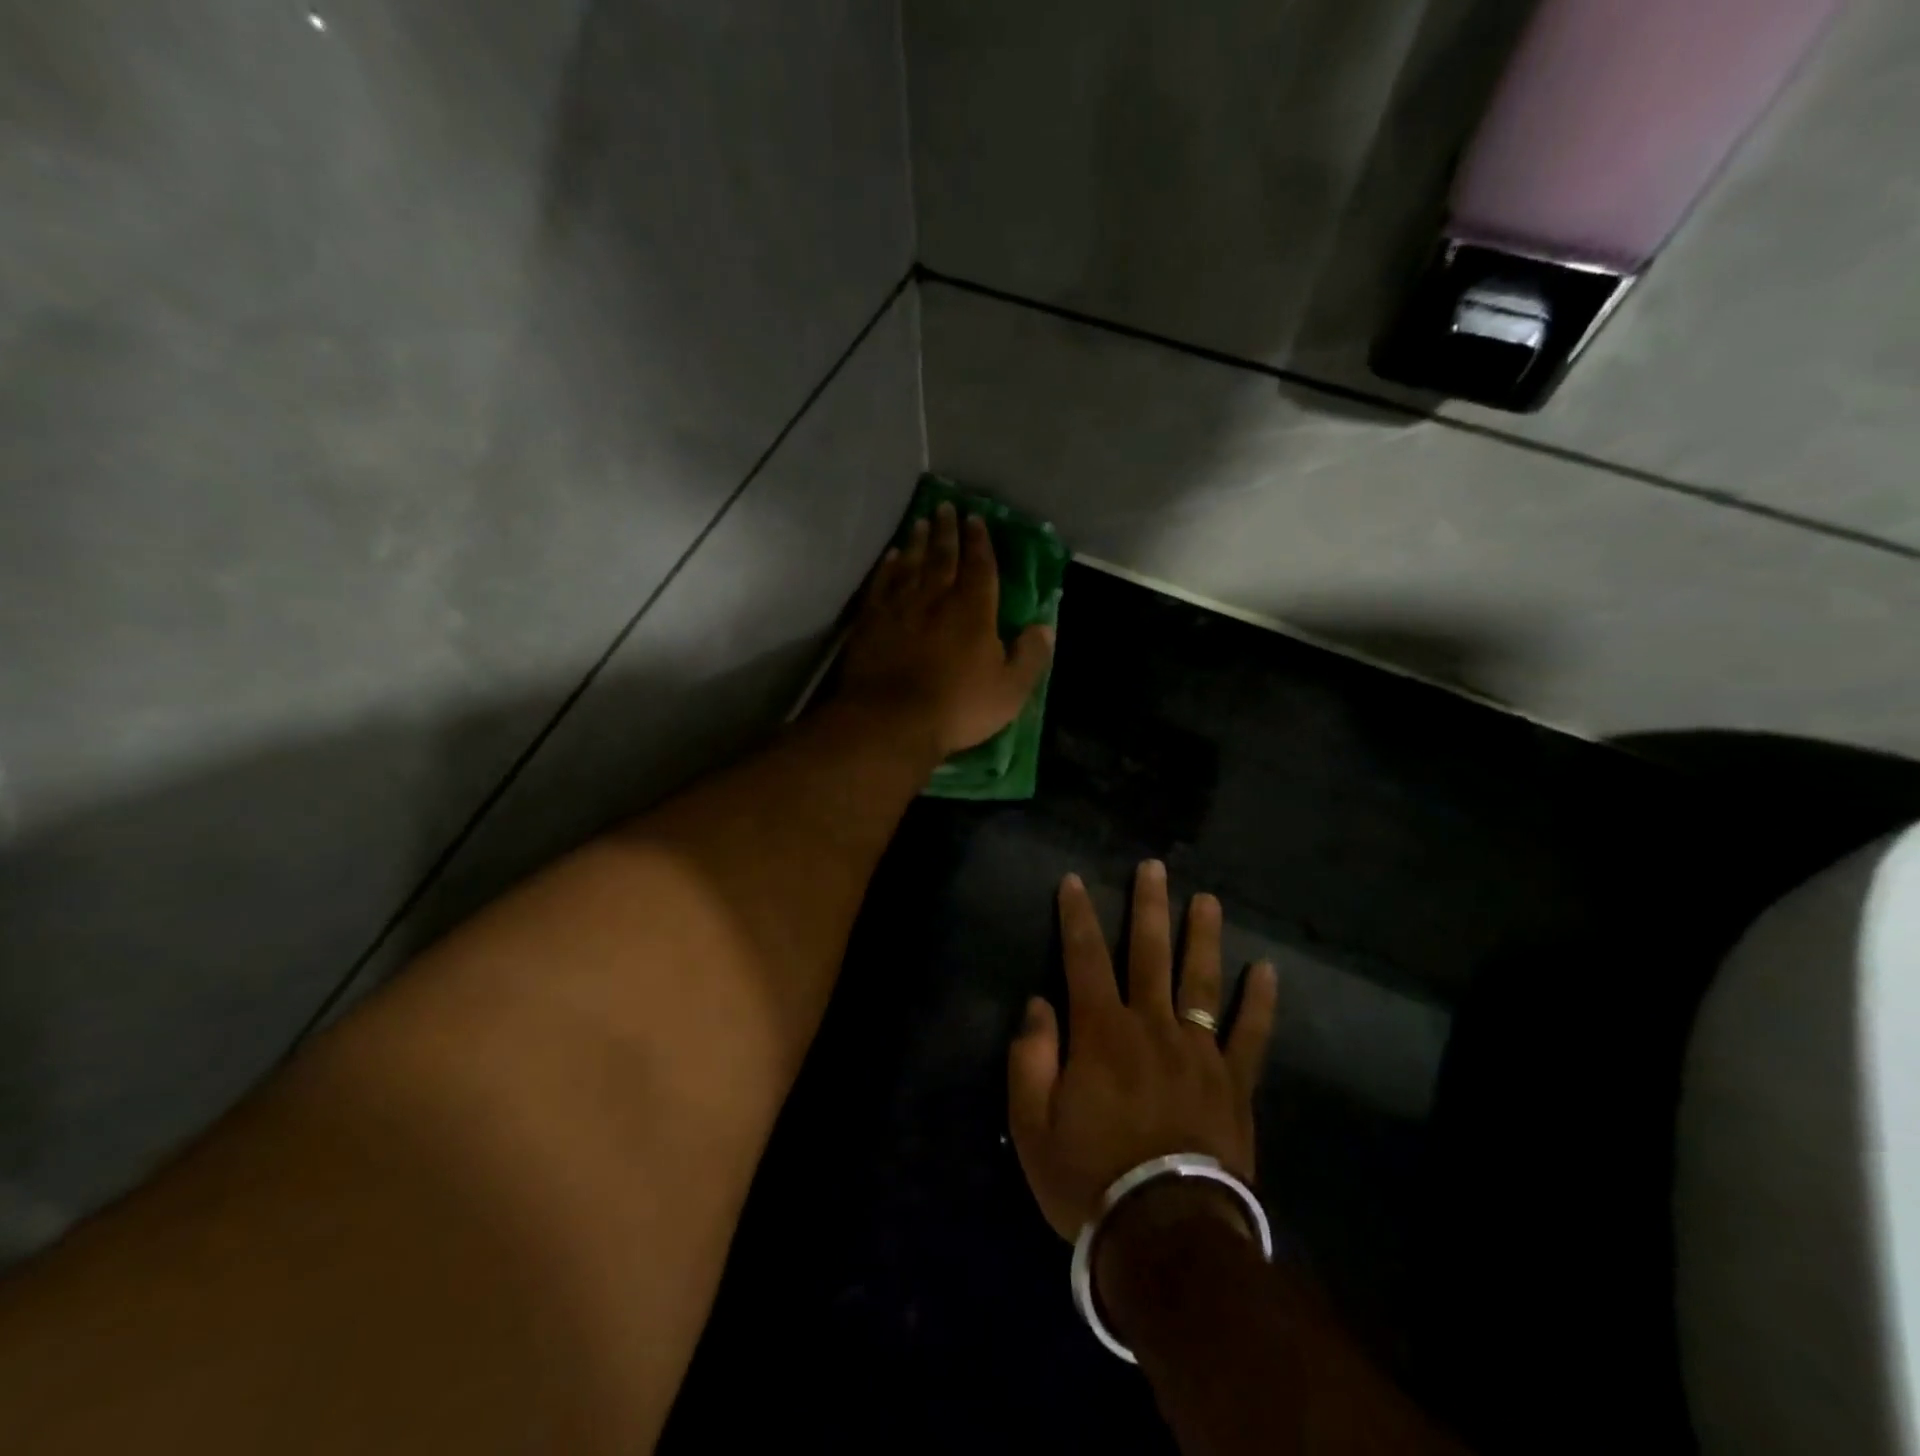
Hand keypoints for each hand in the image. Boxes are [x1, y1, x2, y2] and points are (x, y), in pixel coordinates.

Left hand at [837, 502, 1054, 757]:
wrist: (891, 721)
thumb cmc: (957, 708)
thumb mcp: (1009, 691)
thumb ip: (1030, 656)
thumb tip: (1045, 627)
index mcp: (973, 611)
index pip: (979, 566)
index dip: (980, 542)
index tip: (976, 519)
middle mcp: (936, 598)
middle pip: (942, 556)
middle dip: (947, 531)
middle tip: (946, 507)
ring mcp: (900, 607)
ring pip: (910, 564)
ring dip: (917, 541)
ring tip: (921, 522)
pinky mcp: (871, 621)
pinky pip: (882, 584)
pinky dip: (887, 567)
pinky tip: (890, 557)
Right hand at [1008, 862, 1278, 1240]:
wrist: (1166, 1236)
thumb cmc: (1089, 1179)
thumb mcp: (1032, 1124)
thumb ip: (1030, 1057)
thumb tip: (1039, 1004)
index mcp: (1101, 1032)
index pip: (1084, 957)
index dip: (1076, 916)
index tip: (1074, 880)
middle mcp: (1151, 1026)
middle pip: (1149, 953)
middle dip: (1148, 906)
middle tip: (1154, 867)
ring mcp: (1199, 1052)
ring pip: (1201, 980)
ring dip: (1203, 936)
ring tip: (1207, 900)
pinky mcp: (1234, 1083)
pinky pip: (1251, 1035)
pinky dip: (1260, 1002)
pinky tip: (1268, 971)